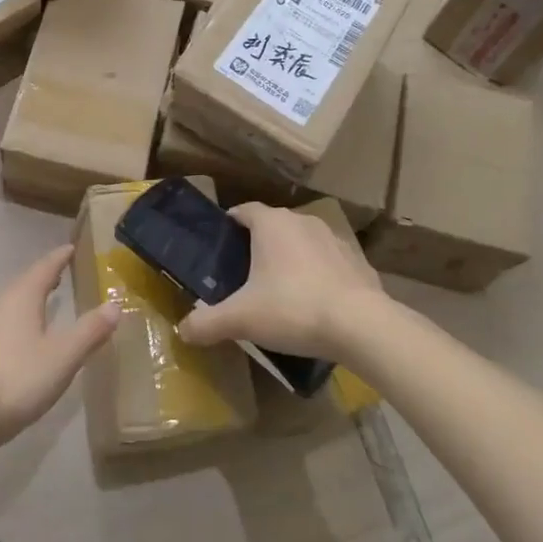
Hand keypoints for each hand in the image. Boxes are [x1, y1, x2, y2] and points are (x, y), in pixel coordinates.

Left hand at [0, 246, 119, 448]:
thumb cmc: (17, 380)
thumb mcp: (64, 357)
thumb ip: (90, 330)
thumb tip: (114, 305)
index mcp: (21, 297)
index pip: (44, 267)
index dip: (59, 258)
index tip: (69, 248)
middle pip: (22, 283)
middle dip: (41, 279)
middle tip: (57, 277)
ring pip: (3, 304)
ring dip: (21, 302)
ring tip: (36, 308)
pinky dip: (5, 325)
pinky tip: (7, 343)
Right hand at [175, 202, 385, 357]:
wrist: (361, 325)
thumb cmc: (292, 309)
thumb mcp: (241, 319)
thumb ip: (206, 323)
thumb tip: (181, 331)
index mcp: (271, 224)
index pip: (244, 211)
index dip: (231, 224)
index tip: (221, 244)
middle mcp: (302, 221)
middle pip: (273, 226)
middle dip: (259, 245)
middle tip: (245, 274)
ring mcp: (334, 238)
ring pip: (302, 242)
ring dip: (291, 259)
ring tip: (280, 290)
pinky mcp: (357, 261)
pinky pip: (329, 262)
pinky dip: (318, 275)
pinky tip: (314, 303)